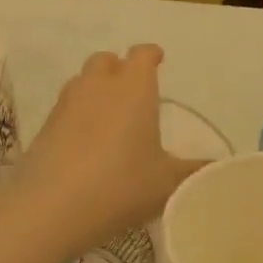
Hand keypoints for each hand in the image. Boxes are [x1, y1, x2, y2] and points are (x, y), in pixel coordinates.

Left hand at [11, 46, 200, 262]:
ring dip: (96, 89)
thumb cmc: (121, 184)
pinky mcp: (44, 127)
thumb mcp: (168, 183)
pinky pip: (65, 108)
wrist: (51, 208)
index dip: (151, 55)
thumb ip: (195, 172)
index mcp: (134, 87)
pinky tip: (85, 143)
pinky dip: (77, 116)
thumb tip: (217, 168)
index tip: (158, 60)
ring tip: (109, 116)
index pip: (143, 54)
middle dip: (120, 68)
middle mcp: (99, 85)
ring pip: (82, 81)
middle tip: (133, 90)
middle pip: (107, 60)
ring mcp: (67, 104)